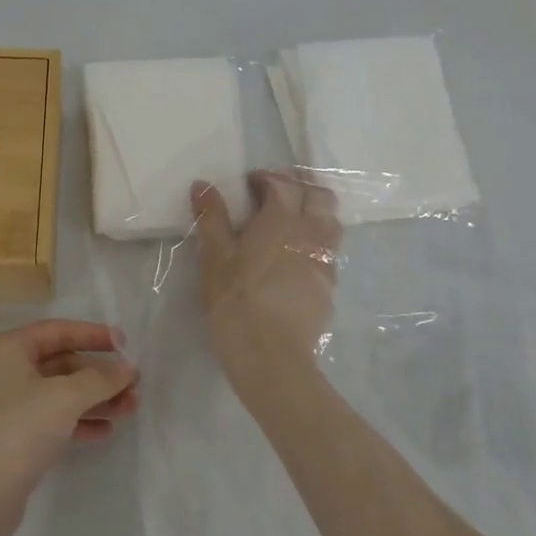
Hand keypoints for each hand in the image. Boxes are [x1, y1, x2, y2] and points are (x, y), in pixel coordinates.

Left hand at [0, 320, 138, 530]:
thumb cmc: (18, 430)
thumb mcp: (64, 398)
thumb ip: (100, 379)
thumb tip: (127, 368)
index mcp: (6, 348)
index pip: (57, 331)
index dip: (93, 335)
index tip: (126, 345)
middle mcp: (1, 370)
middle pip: (59, 363)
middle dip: (98, 374)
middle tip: (133, 385)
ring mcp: (3, 405)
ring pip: (57, 393)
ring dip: (94, 399)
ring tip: (130, 408)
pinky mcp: (9, 437)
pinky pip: (50, 418)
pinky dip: (77, 421)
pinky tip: (106, 431)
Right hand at [191, 172, 341, 399]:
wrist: (271, 357)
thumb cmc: (236, 302)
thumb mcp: (214, 258)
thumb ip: (211, 218)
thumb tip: (203, 184)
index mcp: (282, 219)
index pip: (283, 183)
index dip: (266, 178)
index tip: (248, 185)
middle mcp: (311, 233)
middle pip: (318, 195)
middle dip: (298, 186)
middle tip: (273, 196)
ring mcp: (325, 260)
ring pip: (331, 221)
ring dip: (313, 212)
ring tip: (289, 223)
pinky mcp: (329, 286)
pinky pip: (329, 251)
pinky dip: (316, 242)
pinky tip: (296, 257)